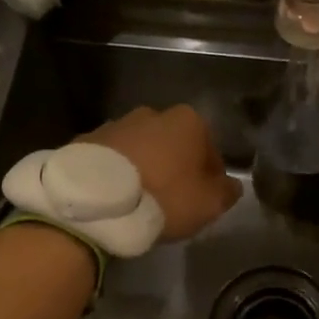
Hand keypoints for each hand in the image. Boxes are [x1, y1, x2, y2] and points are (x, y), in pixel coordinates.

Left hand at [80, 105, 240, 241]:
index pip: (210, 150)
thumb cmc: (163, 197)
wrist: (95, 201)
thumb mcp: (208, 204)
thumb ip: (226, 192)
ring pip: (141, 149)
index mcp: (188, 121)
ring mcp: (116, 124)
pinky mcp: (87, 140)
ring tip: (138, 201)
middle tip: (170, 200)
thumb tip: (230, 185)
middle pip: (173, 144)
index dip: (209, 177)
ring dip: (144, 167)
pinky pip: (112, 159)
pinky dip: (116, 173)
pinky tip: (114, 198)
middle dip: (174, 167)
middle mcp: (153, 114)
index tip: (202, 199)